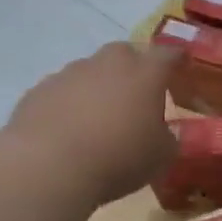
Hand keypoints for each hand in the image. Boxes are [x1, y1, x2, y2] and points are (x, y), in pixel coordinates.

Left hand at [6, 41, 178, 206]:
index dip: (178, 60)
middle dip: (134, 69)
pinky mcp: (38, 91)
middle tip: (137, 96)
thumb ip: (167, 138)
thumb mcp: (162, 156)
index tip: (183, 67)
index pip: (169, 54)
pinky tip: (69, 131)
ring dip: (99, 87)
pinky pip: (62, 91)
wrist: (48, 167)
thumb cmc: (119, 158)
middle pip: (125, 53)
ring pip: (91, 71)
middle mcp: (108, 64)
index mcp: (145, 74)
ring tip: (99, 118)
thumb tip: (162, 132)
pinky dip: (70, 104)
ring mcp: (69, 74)